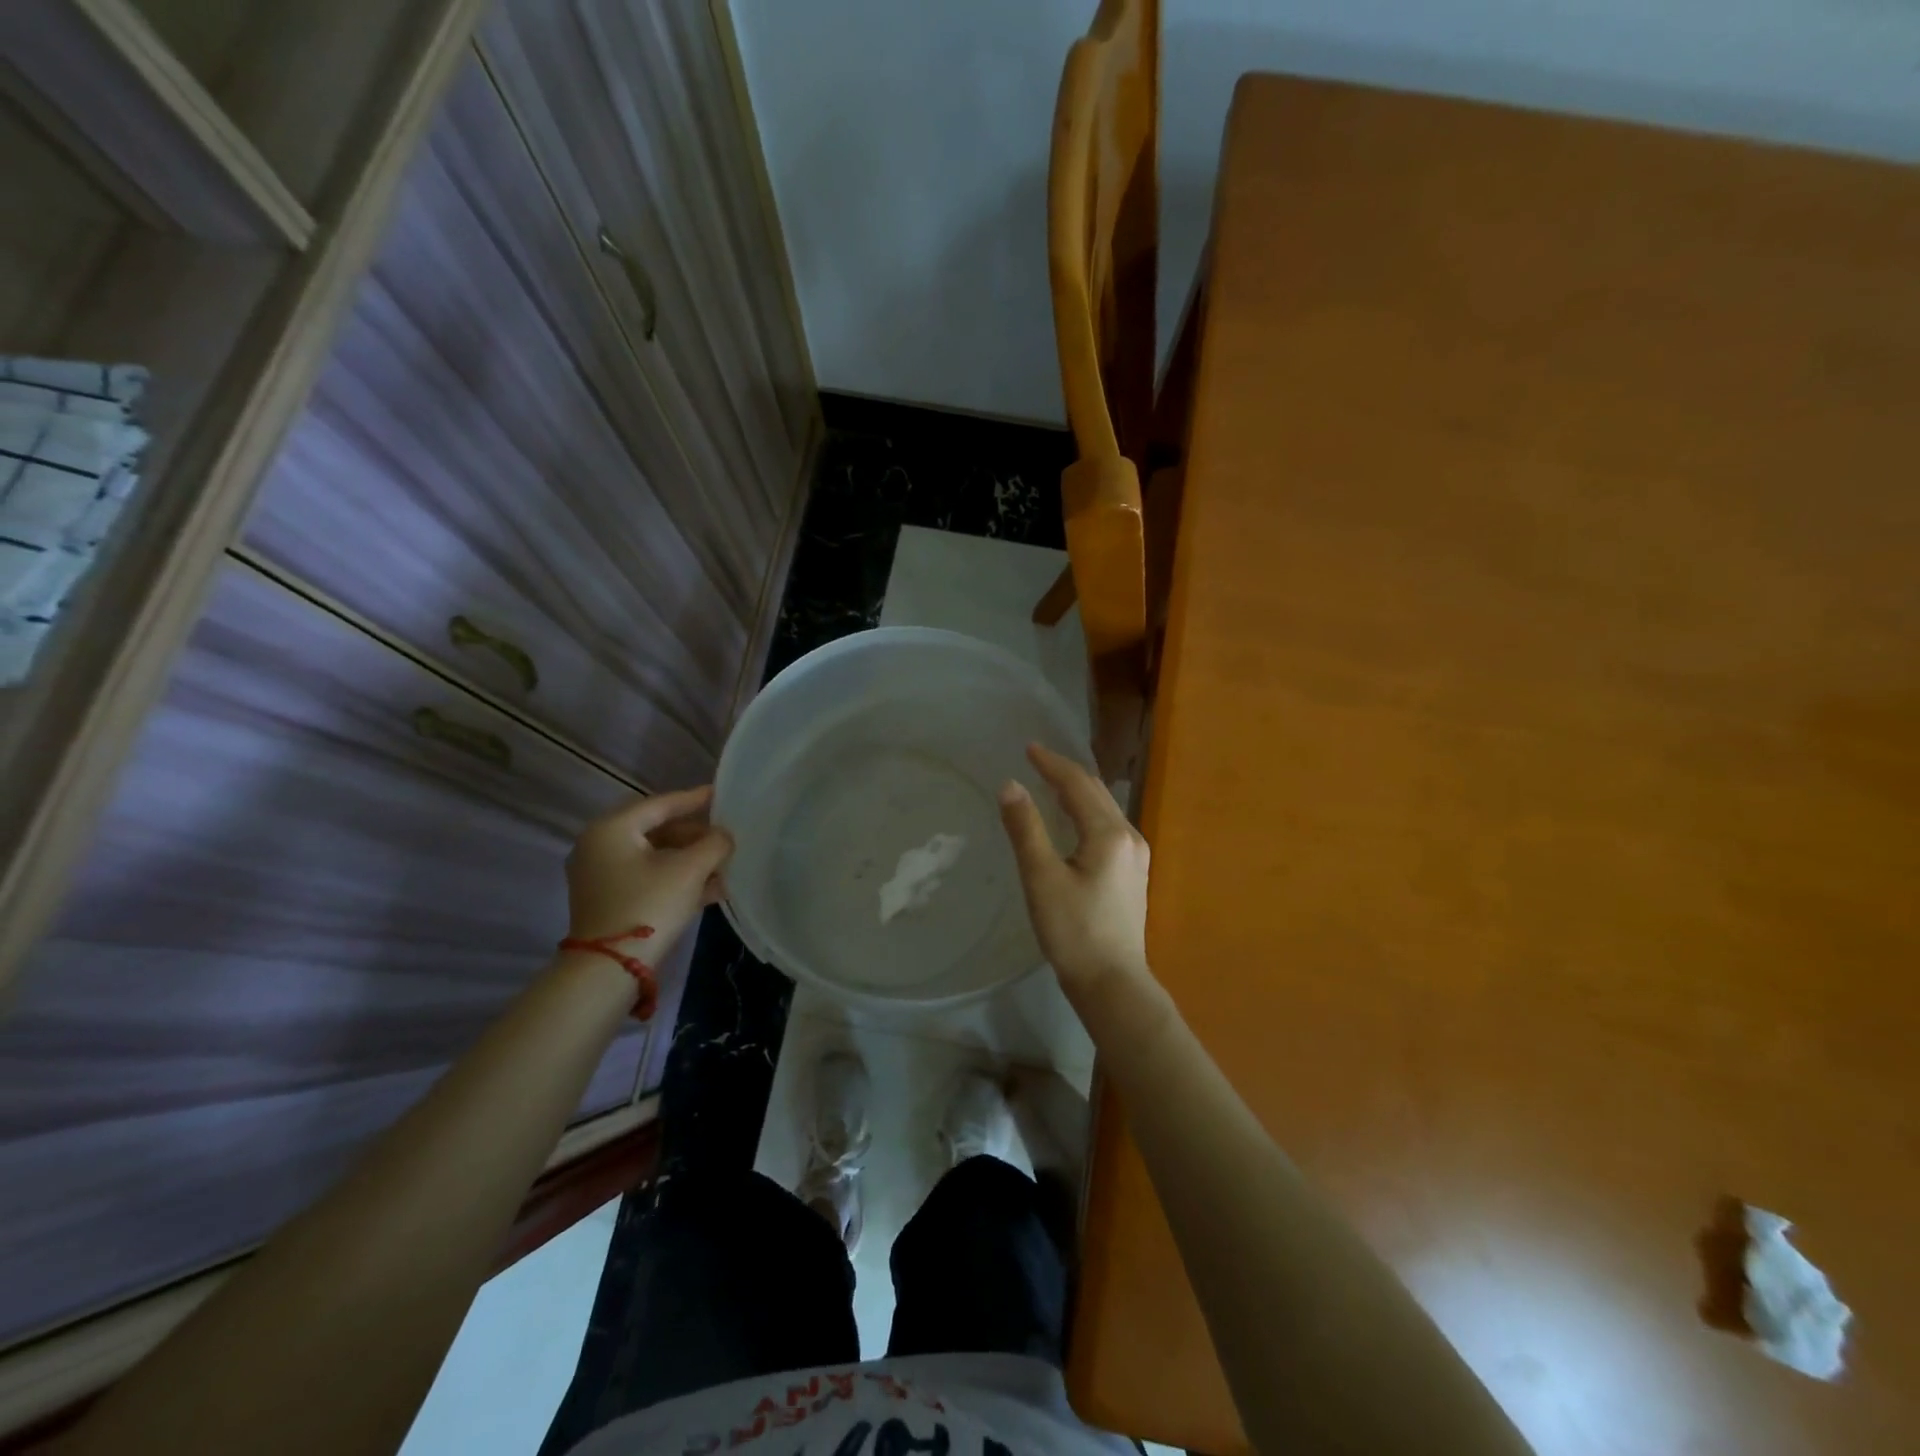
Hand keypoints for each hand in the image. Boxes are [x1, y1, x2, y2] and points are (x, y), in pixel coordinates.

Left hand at [565, 787, 733, 959]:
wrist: (610, 968)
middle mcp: (600, 846)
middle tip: (725, 836)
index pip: (660, 804)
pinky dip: (677, 878)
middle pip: (657, 830)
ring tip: (724, 864)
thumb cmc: (648, 905)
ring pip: (655, 856)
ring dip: (690, 859)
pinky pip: (648, 878)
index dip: (695, 799)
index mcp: (612, 829)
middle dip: (695, 835)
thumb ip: (714, 844)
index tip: (721, 794)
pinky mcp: (608, 901)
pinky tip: (711, 888)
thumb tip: (724, 836)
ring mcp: (601, 876)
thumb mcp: (689, 870)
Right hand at [998, 743, 1153, 1003]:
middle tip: (1036, 759)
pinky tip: (1073, 819)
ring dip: (1078, 791)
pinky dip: (1086, 811)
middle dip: (1066, 772)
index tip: (1028, 748)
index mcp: (1109, 834)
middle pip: (1096, 792)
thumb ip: (1026, 829)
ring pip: (1104, 808)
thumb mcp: (1042, 878)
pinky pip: (1108, 826)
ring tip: (1050, 781)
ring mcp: (1136, 856)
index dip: (1051, 763)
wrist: (1112, 983)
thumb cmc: (1073, 931)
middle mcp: (1129, 837)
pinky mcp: (1132, 873)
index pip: (1077, 784)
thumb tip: (1010, 785)